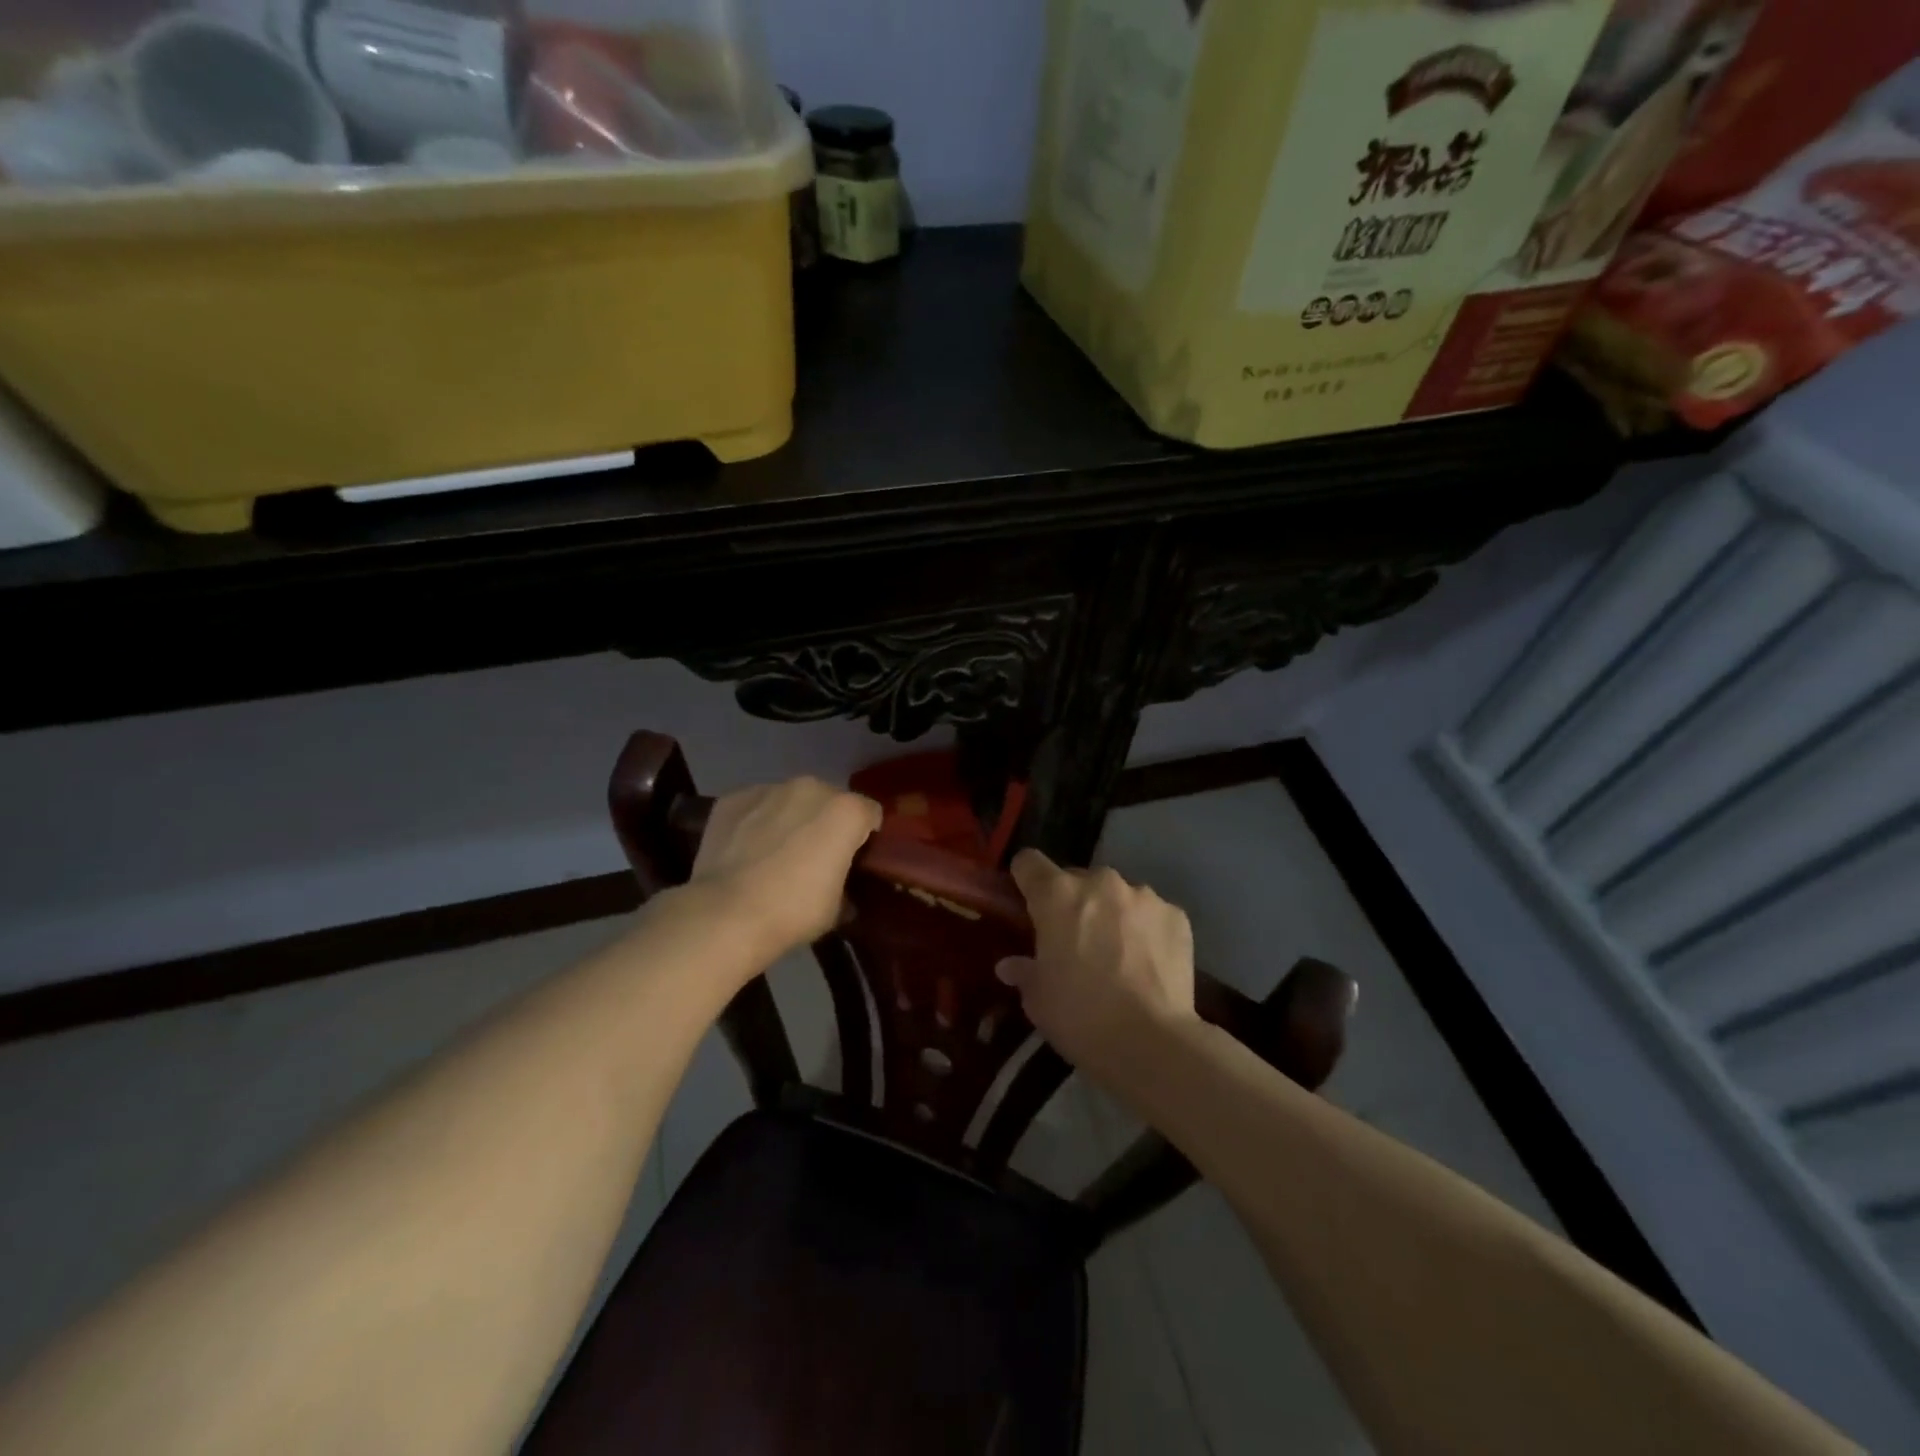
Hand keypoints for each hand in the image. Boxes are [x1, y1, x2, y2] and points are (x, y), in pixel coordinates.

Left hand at [689, 778, 881, 955]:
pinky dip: (755, 821)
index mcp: (846, 811)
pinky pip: (755, 806)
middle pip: (829, 801)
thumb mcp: (837, 908)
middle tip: (814, 858)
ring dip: (790, 819)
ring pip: (790, 800)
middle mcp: (811, 788)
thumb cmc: (793, 911)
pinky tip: (746, 850)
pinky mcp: (733, 798)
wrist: (726, 914)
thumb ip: (846, 885)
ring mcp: (769, 789)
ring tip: (775, 853)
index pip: (870, 814)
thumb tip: (841, 892)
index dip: (865, 837)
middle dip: (826, 823)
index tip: (855, 860)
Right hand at [996, 848, 1198, 1081]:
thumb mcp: (1038, 1000)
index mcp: (1057, 895)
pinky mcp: (1176, 915)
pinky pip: (1151, 913)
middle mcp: (1100, 882)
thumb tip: (1010, 965)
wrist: (1152, 1042)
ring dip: (1111, 914)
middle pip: (1076, 879)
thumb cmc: (1080, 1017)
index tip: (1027, 904)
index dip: (1025, 880)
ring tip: (1118, 955)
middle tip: (1074, 942)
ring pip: (1117, 895)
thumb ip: (1024, 971)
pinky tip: (1148, 964)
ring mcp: (1143, 895)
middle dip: (1073, 903)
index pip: (1029, 862)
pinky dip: (1145, 930)